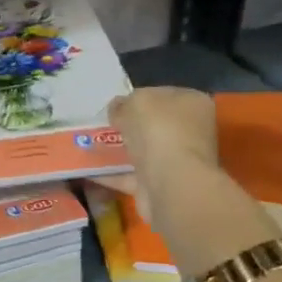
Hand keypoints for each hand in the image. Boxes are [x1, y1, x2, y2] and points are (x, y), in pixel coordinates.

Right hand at [101, 87, 224, 224]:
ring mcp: (179, 161)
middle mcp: (191, 131)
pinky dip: (112, 174)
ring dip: (119, 151)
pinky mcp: (163, 186)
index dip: (138, 98)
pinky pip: (132, 176)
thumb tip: (117, 109)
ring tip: (88, 146)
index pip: (163, 95)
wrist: (171, 184)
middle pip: (154, 125)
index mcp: (193, 103)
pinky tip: (89, 171)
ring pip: (143, 151)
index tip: (115, 105)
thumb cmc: (159, 131)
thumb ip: (124, 103)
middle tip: (101, 125)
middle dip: (128, 127)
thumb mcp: (135, 102)